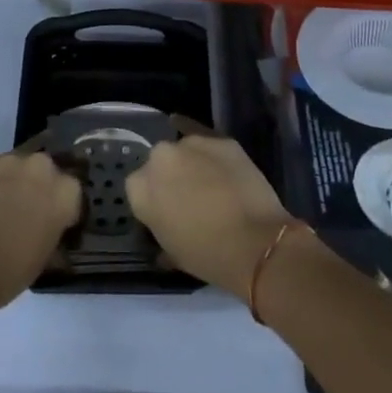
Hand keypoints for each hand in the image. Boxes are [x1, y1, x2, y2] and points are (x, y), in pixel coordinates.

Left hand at [0, 152, 82, 309]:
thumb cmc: (10, 273)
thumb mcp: (46, 257)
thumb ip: (56, 231)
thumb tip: (55, 229)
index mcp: (65, 192)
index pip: (73, 191)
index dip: (64, 206)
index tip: (57, 220)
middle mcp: (42, 168)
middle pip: (48, 170)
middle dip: (42, 186)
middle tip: (31, 208)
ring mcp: (10, 162)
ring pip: (21, 165)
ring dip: (18, 180)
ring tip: (5, 203)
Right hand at [126, 135, 292, 295]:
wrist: (253, 242)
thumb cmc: (206, 255)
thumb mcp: (171, 251)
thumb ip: (160, 227)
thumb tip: (166, 223)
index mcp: (139, 188)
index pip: (138, 187)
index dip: (154, 199)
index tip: (167, 212)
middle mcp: (159, 158)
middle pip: (159, 162)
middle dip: (169, 175)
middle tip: (187, 195)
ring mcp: (189, 143)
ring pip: (183, 148)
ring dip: (190, 161)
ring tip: (209, 179)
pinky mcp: (219, 138)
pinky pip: (206, 137)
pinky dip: (206, 144)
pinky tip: (208, 148)